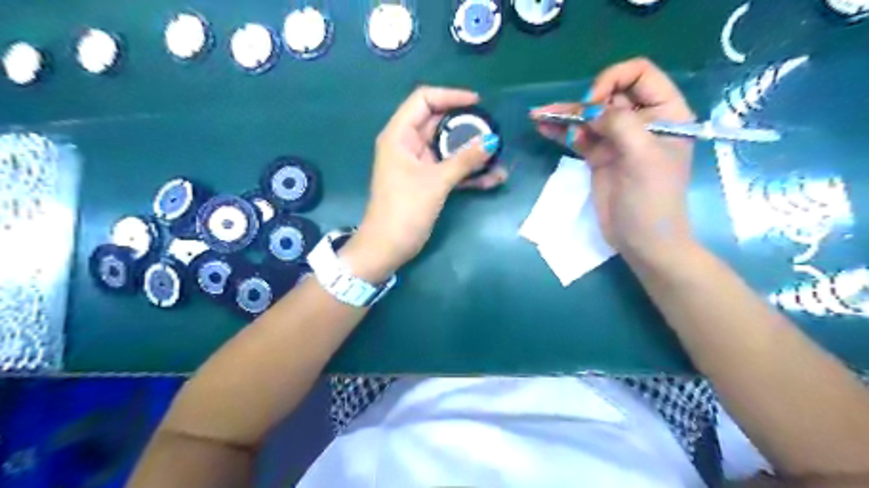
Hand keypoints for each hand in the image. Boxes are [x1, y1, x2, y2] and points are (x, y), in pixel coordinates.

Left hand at [339, 86, 502, 279]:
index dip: (450, 96)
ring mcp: (418, 163)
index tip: (477, 103)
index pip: (423, 100)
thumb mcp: (436, 182)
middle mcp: (408, 144)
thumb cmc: (405, 209)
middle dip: (467, 127)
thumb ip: (465, 159)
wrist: (388, 247)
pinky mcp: (427, 180)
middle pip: (440, 123)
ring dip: (472, 153)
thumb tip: (492, 140)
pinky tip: (491, 179)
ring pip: (448, 148)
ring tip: (498, 159)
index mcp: (400, 135)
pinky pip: (450, 168)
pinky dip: (468, 172)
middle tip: (493, 131)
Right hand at [534, 58, 697, 267]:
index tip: (595, 105)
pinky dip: (562, 132)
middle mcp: (641, 121)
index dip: (614, 81)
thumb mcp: (643, 156)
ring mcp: (617, 140)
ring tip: (538, 115)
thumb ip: (620, 124)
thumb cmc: (652, 199)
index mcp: (665, 113)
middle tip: (562, 115)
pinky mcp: (599, 157)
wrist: (641, 240)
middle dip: (583, 101)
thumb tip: (592, 111)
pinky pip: (579, 137)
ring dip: (564, 115)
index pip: (640, 75)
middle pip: (609, 95)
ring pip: (589, 117)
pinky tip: (543, 127)